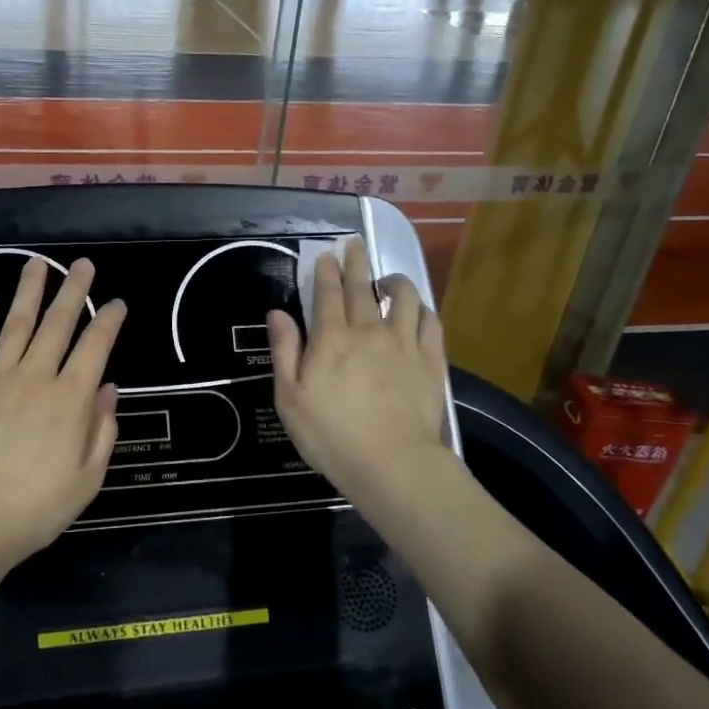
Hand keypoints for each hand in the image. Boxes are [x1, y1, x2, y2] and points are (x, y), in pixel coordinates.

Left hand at [0, 257, 125, 568]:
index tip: (117, 303)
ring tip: (38, 263)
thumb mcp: (87, 480)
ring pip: (16, 324)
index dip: (109, 321)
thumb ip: (102, 431)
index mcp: (70, 400)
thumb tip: (108, 389)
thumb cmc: (34, 509)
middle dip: (74, 291)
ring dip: (29, 291)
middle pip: (58, 324)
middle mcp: (35, 378)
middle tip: (83, 265)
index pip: (95, 347)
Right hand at [266, 240, 450, 506]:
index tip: (326, 254)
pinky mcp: (431, 360)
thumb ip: (284, 351)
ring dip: (393, 280)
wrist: (392, 464)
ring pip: (403, 296)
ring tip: (387, 279)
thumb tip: (277, 313)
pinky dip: (422, 308)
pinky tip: (417, 310)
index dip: (326, 270)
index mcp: (331, 338)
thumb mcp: (290, 398)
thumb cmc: (331, 435)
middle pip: (362, 286)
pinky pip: (430, 321)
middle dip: (356, 262)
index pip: (327, 293)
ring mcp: (404, 343)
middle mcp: (368, 330)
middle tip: (354, 244)